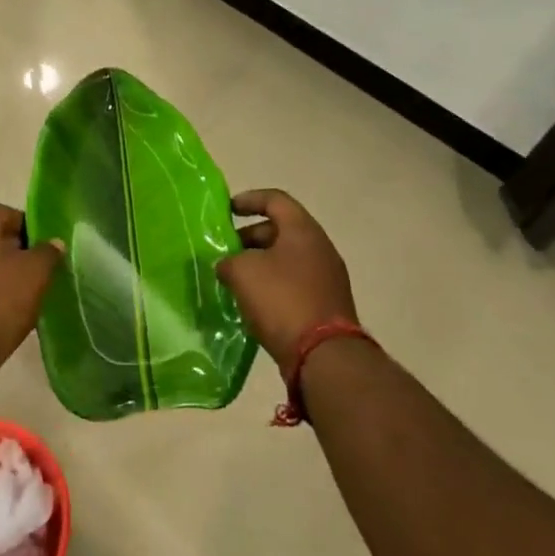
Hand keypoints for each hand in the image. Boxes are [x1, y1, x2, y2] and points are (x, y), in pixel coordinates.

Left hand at [0, 204, 62, 381]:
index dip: (30, 226)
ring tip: (27, 297)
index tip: (47, 248)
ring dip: (5, 277)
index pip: (6, 212)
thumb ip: (48, 252)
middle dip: (18, 253)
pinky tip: (6, 315)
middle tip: (41, 273)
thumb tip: (53, 242)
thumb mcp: (35, 273)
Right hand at [216, 189, 358, 364]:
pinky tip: (254, 303)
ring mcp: (328, 278)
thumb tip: (228, 265)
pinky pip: (295, 283)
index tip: (227, 210)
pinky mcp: (328, 305)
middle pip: (281, 230)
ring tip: (235, 279)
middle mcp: (320, 248)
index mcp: (303, 230)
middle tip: (226, 251)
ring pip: (287, 259)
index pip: (275, 200)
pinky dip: (274, 285)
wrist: (325, 356)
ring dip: (261, 264)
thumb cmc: (282, 300)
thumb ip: (229, 261)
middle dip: (250, 238)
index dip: (249, 200)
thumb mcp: (243, 273)